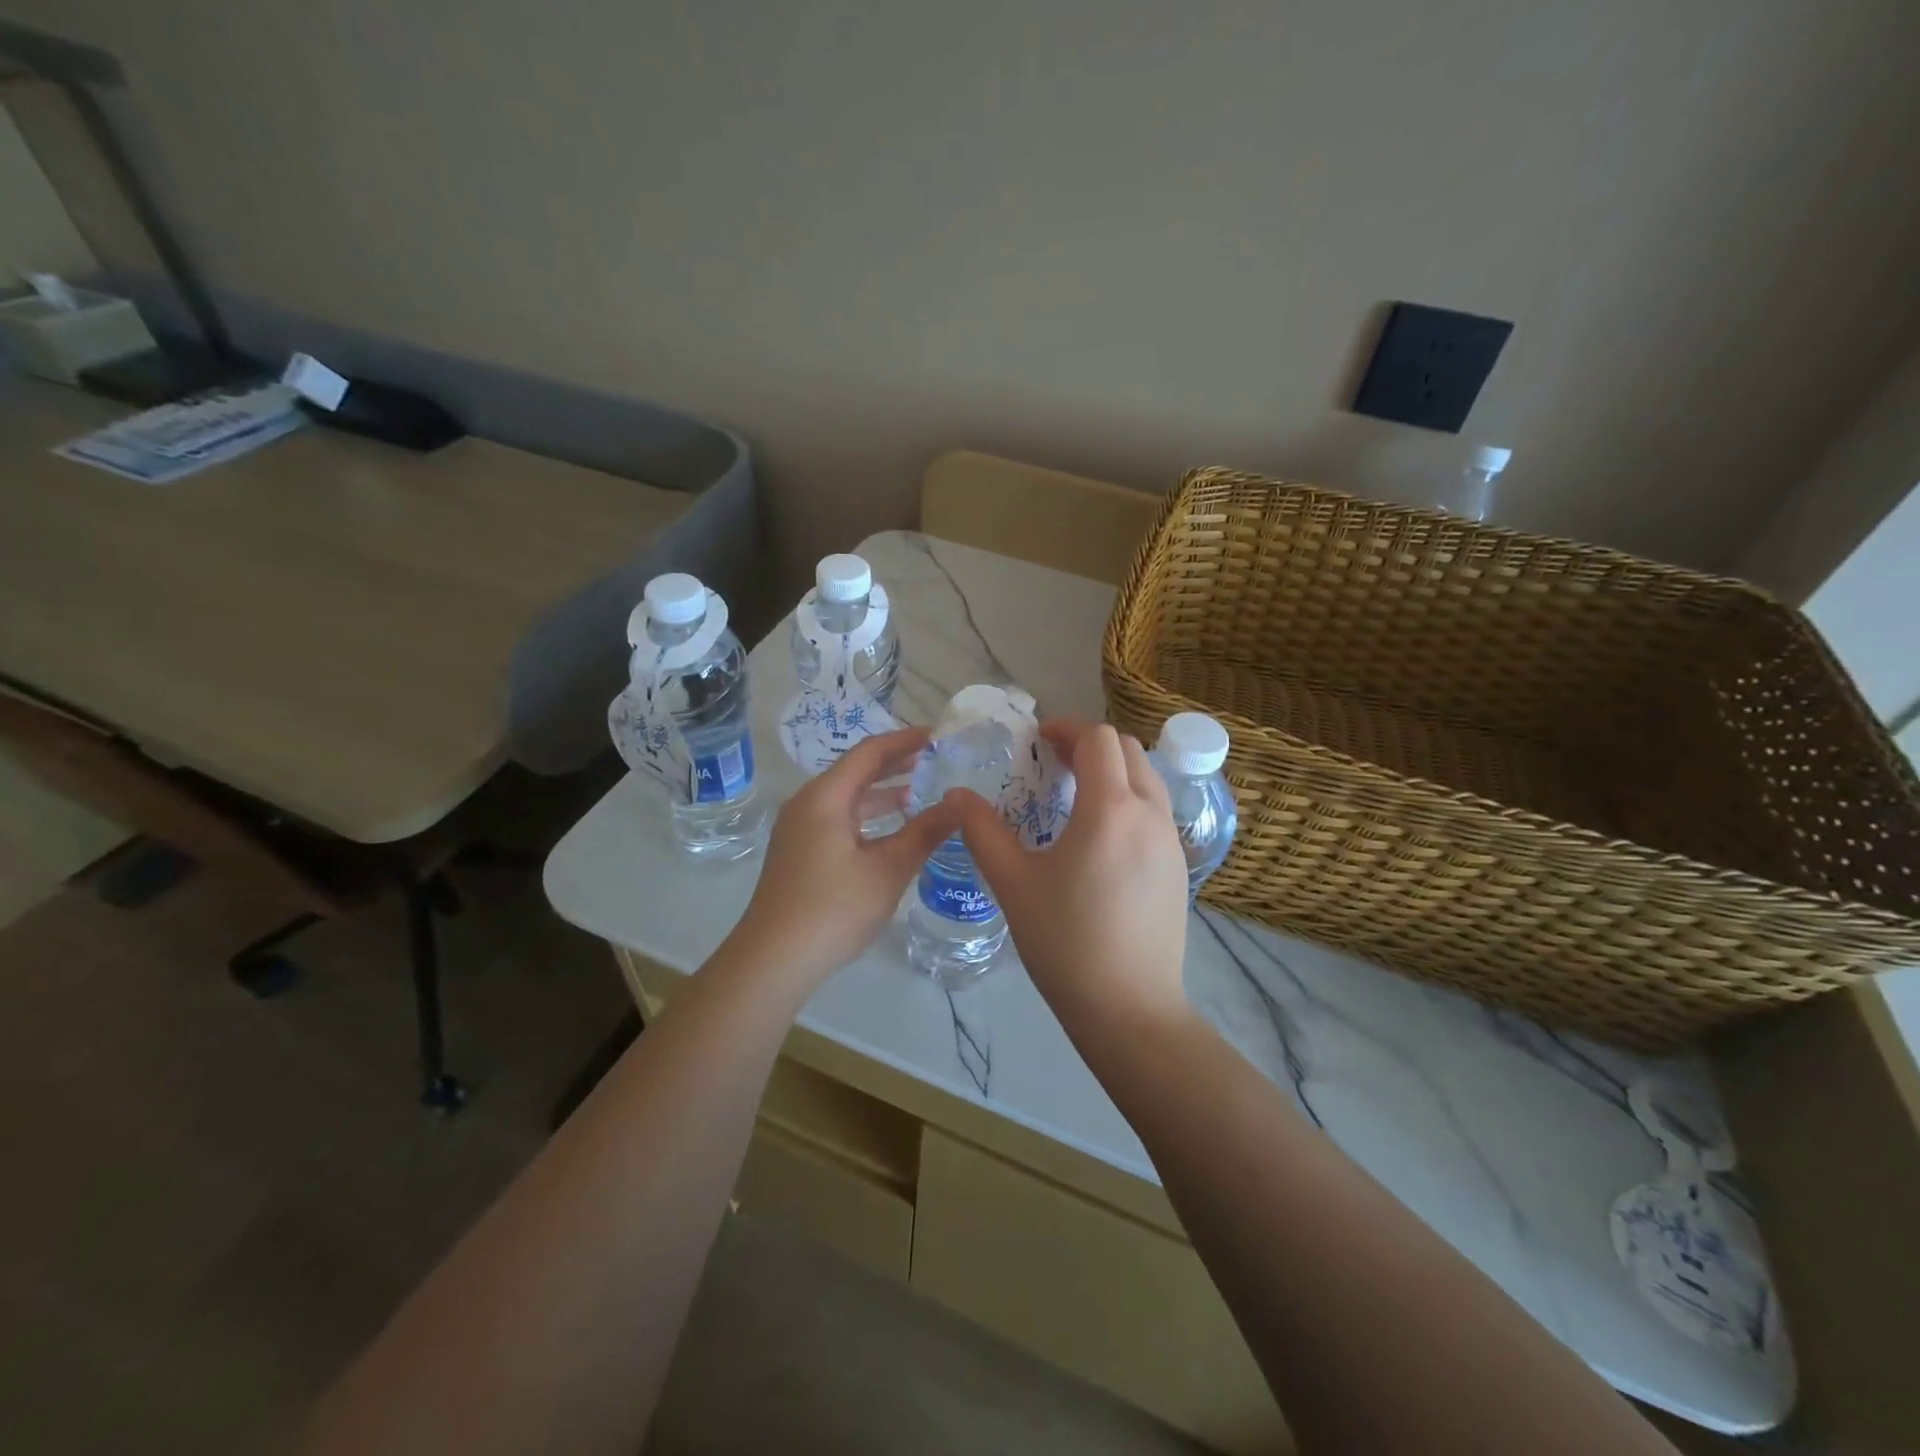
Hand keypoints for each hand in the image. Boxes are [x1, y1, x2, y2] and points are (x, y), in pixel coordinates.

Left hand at [726, 727, 956, 992]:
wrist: (773, 960)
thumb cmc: (833, 908)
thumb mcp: (888, 869)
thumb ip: (925, 832)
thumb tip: (959, 804)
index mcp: (825, 797)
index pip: (870, 752)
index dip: (906, 740)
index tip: (939, 736)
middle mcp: (808, 804)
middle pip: (856, 771)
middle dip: (896, 764)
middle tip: (936, 759)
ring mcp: (799, 830)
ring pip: (847, 799)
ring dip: (882, 794)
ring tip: (921, 792)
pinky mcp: (799, 853)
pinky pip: (839, 820)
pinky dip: (868, 818)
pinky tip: (892, 833)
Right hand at [946, 718, 1190, 1036]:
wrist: (1130, 1009)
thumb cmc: (1066, 942)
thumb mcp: (1013, 884)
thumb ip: (982, 832)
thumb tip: (955, 797)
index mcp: (1110, 809)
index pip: (1097, 738)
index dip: (1065, 728)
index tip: (1036, 740)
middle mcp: (1150, 813)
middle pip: (1127, 749)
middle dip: (1088, 745)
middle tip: (1051, 763)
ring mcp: (1170, 841)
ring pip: (1147, 778)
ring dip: (1112, 770)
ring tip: (1074, 796)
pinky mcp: (1179, 867)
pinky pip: (1155, 810)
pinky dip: (1128, 799)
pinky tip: (1100, 837)